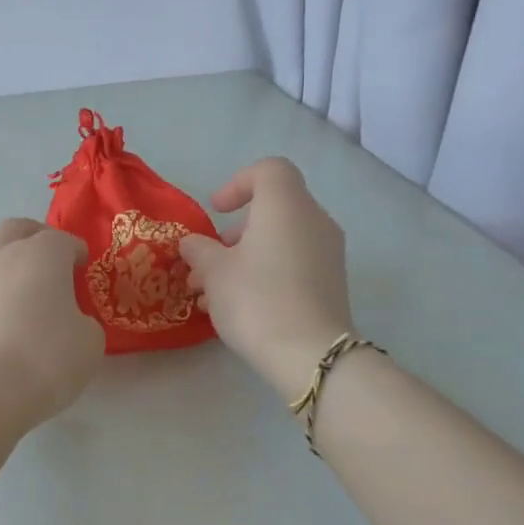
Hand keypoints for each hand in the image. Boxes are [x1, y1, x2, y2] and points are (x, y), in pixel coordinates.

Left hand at [0, 219, 102, 426]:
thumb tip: (70, 322)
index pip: (62, 240)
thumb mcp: (89, 341)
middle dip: (35, 237)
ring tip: (32, 294)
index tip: (84, 265)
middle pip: (16, 230)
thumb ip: (84, 323)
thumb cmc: (47, 355)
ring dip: (12, 266)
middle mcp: (4, 258)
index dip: (76, 251)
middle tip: (53, 259)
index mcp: (42, 253)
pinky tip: (14, 320)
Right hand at [179, 159, 354, 397]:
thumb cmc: (256, 299)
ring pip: (280, 241)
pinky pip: (292, 264)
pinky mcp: (330, 283)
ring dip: (244, 258)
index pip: (270, 170)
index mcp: (286, 206)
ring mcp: (327, 253)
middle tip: (206, 261)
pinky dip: (264, 273)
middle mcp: (314, 221)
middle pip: (272, 210)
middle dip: (234, 232)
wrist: (309, 354)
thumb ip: (199, 250)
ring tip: (210, 292)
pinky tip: (236, 306)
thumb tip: (193, 244)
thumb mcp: (213, 272)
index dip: (238, 183)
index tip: (216, 211)